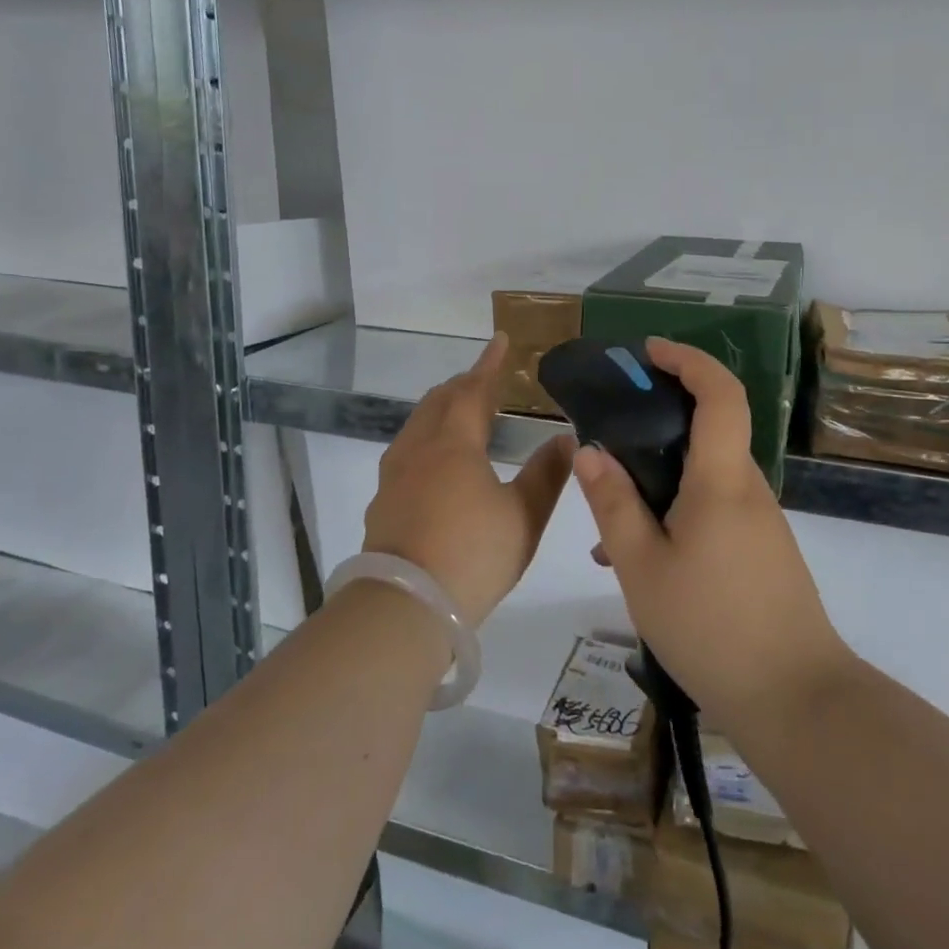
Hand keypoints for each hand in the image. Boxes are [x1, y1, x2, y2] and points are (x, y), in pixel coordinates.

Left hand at [363, 333, 575, 629]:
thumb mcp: (523, 517)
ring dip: (440, 410)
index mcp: (454, 444)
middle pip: (438, 402)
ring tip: (459, 414)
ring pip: (417, 426)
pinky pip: (406, 452)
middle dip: (462, 385)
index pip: (473, 390)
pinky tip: (434, 463)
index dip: (490, 364)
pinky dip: (426, 439)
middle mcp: (419, 450)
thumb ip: (546, 475)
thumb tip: (566, 439)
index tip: (501, 340)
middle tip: (484, 380)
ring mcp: (394, 476)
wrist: (404, 607)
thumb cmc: (472, 555)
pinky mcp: (383, 503)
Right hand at [574, 338, 847, 729]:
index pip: (720, 394)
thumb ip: (613, 504)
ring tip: (611, 527)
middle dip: (661, 420)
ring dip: (662, 479)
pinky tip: (643, 560)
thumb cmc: (711, 628)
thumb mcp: (643, 567)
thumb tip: (590, 451)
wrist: (796, 701)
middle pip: (711, 429)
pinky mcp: (763, 551)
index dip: (688, 360)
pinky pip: (715, 510)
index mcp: (721, 480)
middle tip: (611, 437)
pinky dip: (678, 512)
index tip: (649, 352)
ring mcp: (761, 522)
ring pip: (707, 477)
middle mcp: (747, 489)